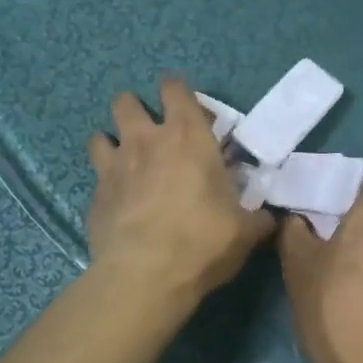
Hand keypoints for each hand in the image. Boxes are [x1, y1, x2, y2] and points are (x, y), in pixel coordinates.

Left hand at [87, 78, 275, 299]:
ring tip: (125, 162)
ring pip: (100, 135)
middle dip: (135, 109)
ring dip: (112, 143)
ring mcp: (114, 166)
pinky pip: (96, 177)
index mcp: (188, 137)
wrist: (145, 274)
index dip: (177, 90)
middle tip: (151, 132)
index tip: (186, 106)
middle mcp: (145, 141)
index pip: (175, 88)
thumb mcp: (244, 231)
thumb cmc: (203, 241)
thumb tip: (268, 218)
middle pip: (126, 102)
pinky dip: (106, 183)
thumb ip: (256, 217)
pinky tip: (118, 201)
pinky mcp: (94, 196)